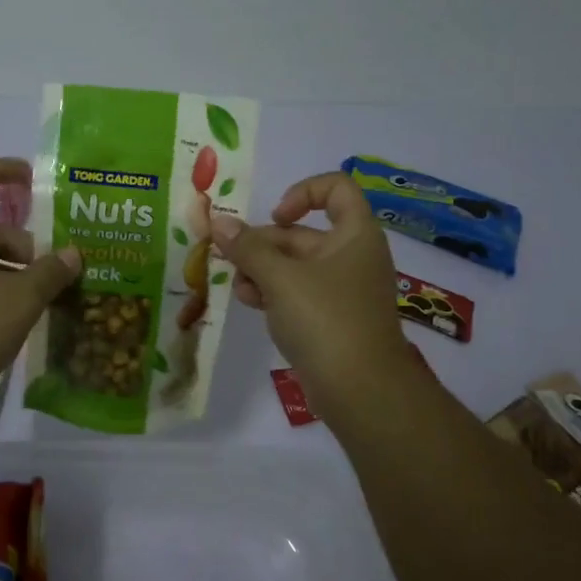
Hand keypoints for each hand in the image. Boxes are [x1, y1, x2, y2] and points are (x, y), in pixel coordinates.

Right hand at [213, 172, 430, 418]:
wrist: (361, 391)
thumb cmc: (326, 319)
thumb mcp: (280, 278)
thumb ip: (247, 248)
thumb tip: (218, 222)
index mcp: (355, 235)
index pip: (336, 189)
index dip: (303, 192)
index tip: (276, 216)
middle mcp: (352, 256)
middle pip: (302, 232)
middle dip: (264, 244)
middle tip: (232, 259)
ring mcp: (342, 289)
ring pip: (294, 265)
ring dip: (262, 270)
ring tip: (241, 289)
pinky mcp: (331, 318)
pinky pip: (297, 292)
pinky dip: (273, 293)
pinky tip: (251, 304)